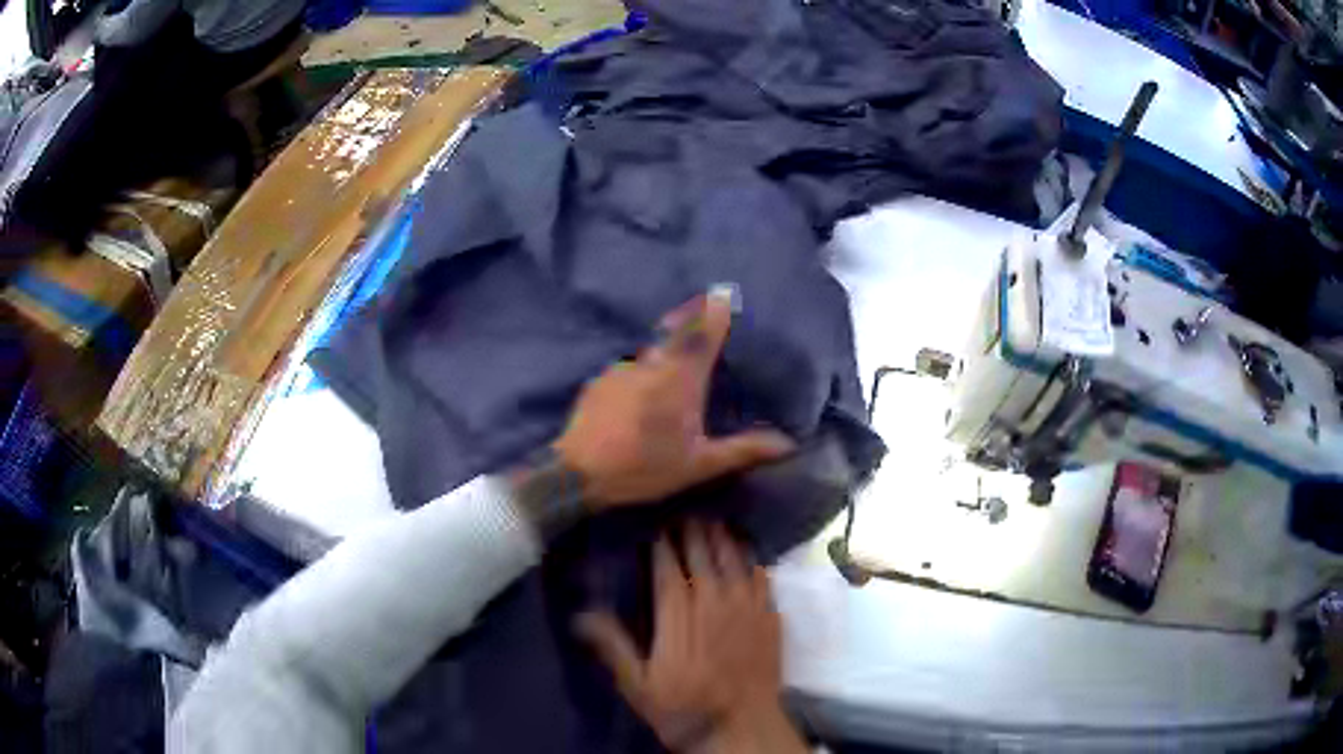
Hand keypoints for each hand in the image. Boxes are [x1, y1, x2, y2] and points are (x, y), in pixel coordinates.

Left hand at [553, 286, 794, 508]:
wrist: (578, 473)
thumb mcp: (699, 465)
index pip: (702, 336)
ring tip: (670, 365)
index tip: (723, 292)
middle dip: (689, 322)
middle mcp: (651, 365)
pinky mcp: (600, 382)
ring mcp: (621, 370)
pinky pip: (628, 370)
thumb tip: (787, 443)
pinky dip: (639, 374)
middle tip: (701, 313)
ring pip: (649, 354)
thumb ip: (743, 450)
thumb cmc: (644, 467)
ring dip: (662, 353)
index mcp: (680, 380)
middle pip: (674, 334)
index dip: (714, 313)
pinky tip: (638, 393)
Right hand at [577, 523, 806, 753]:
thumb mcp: (637, 685)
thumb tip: (581, 614)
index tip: (655, 521)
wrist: (741, 727)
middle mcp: (714, 602)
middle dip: (692, 529)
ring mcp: (747, 607)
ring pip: (734, 559)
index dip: (662, 542)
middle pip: (702, 554)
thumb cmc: (685, 708)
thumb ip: (612, 646)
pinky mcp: (770, 617)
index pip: (668, 567)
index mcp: (679, 615)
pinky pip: (762, 576)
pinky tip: (748, 550)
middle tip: (683, 508)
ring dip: (722, 536)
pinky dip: (752, 558)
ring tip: (713, 518)